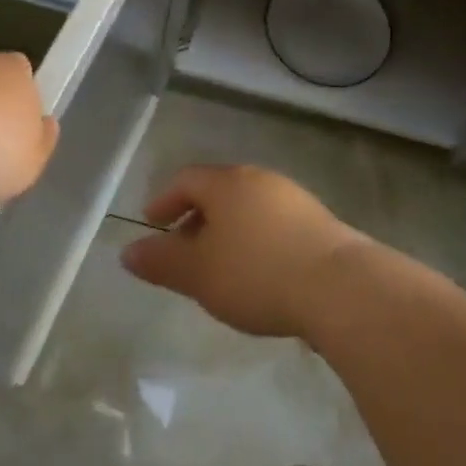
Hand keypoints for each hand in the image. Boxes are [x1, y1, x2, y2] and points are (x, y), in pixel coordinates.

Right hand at [121, 165, 368, 338]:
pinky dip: (255, 239)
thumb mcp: (199, 273)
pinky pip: (273, 222)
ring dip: (227, 230)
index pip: (186, 179)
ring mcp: (293, 197)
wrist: (338, 286)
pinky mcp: (318, 221)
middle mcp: (259, 179)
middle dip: (196, 217)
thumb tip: (127, 252)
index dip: (164, 200)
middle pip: (218, 190)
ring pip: (247, 207)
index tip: (151, 224)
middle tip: (182, 248)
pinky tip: (259, 272)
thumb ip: (162, 261)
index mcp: (227, 183)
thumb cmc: (256, 273)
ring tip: (219, 265)